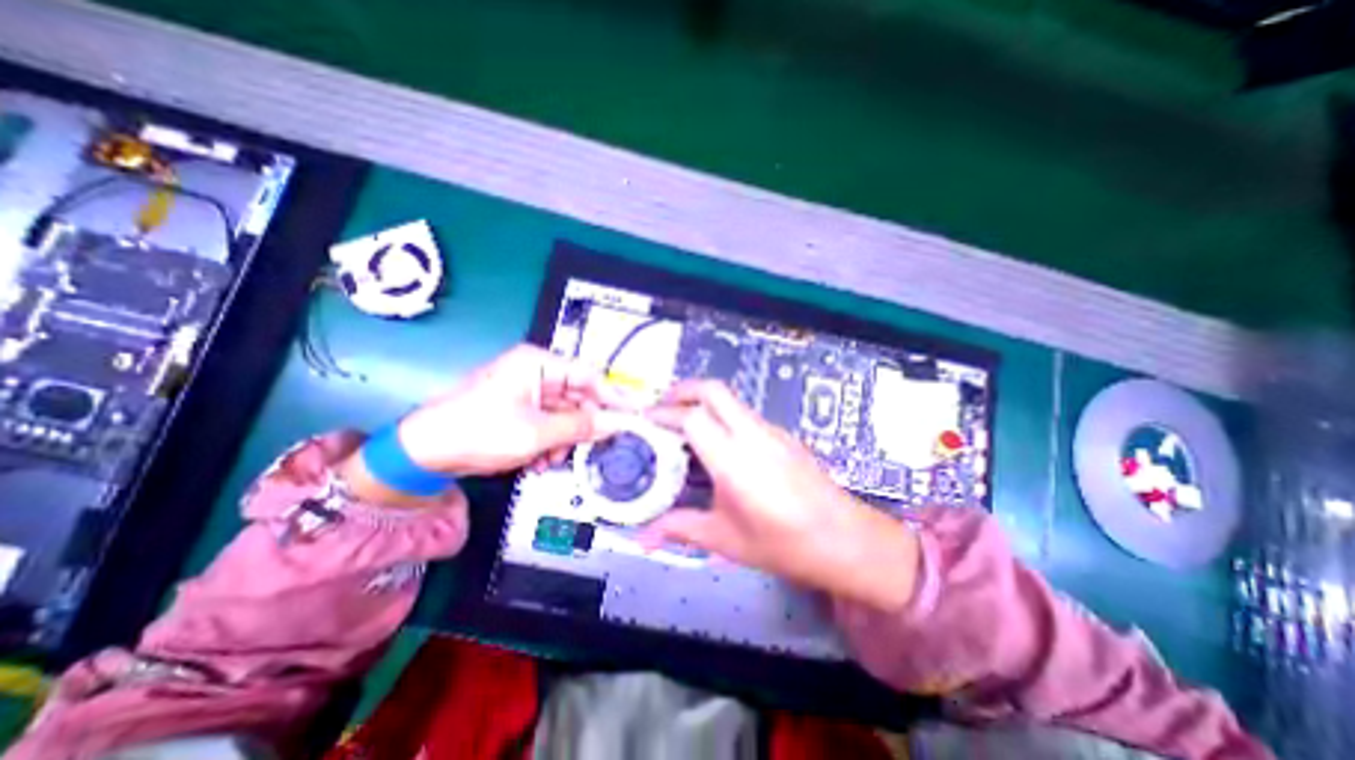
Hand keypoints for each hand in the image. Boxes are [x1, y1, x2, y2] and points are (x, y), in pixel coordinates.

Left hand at [396, 344, 633, 473]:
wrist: (424, 453)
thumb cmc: (479, 431)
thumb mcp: (537, 432)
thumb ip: (581, 426)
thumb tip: (616, 423)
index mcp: (538, 363)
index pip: (589, 374)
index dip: (612, 396)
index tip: (633, 415)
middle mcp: (535, 372)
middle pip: (578, 396)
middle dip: (582, 425)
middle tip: (593, 448)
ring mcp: (526, 391)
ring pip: (564, 414)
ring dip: (564, 439)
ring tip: (552, 460)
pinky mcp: (519, 409)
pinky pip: (549, 423)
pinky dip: (550, 442)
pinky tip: (539, 461)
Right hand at [644, 380, 920, 612]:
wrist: (845, 539)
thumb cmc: (783, 544)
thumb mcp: (725, 540)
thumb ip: (681, 529)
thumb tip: (643, 537)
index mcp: (733, 459)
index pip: (692, 417)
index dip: (665, 413)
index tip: (646, 420)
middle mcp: (752, 435)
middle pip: (714, 390)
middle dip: (684, 390)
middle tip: (663, 407)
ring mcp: (772, 431)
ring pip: (731, 401)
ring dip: (705, 403)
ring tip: (685, 425)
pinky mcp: (784, 435)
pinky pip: (746, 415)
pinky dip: (724, 416)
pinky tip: (721, 444)